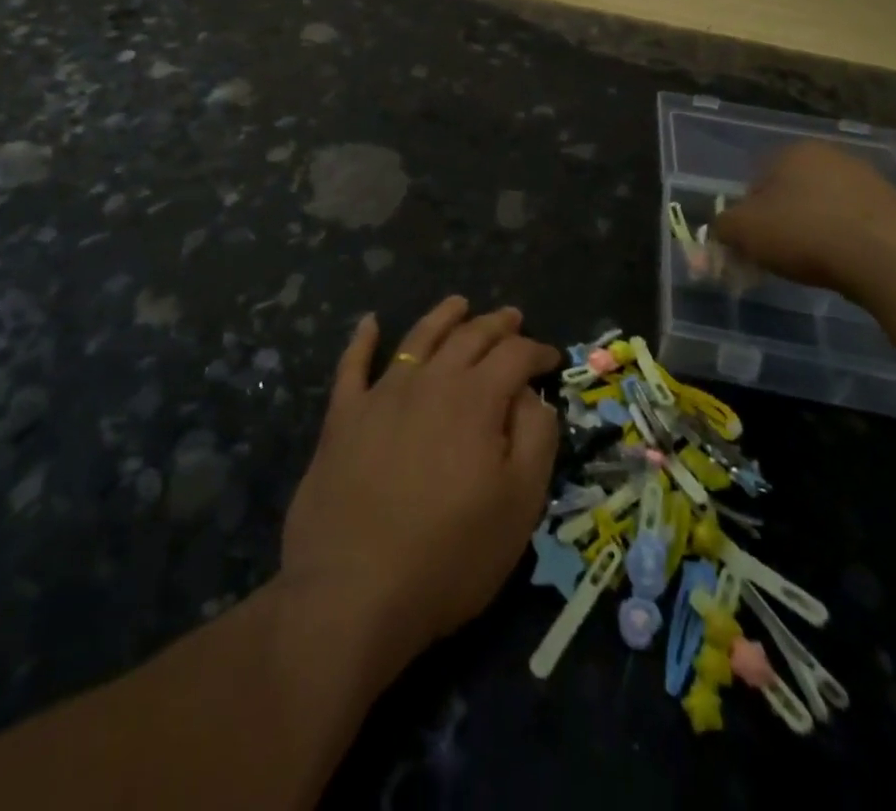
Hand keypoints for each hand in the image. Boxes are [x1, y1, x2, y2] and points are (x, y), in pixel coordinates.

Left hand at [280, 296, 560, 670]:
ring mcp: (382, 395)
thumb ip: (536, 439)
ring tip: (458, 303)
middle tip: (512, 317)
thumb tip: (533, 397)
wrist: (353, 591)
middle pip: (469, 337)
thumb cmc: (450, 555)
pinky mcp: (343, 418)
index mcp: (476, 399)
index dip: (537, 352)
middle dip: (496, 324)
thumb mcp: (519, 504)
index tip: (551, 358)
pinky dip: (361, 339)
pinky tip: (369, 322)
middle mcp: (431, 382)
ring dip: (442, 317)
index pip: (515, 356)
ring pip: (418, 339)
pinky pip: (352, 366)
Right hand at [712, 141, 895, 295]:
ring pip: (827, 206)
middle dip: (784, 220)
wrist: (889, 255)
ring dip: (817, 229)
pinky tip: (847, 264)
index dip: (748, 215)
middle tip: (780, 254)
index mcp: (792, 151)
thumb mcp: (743, 231)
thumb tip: (723, 229)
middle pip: (793, 191)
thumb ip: (723, 226)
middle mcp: (831, 155)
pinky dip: (847, 240)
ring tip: (816, 264)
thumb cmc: (804, 233)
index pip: (756, 180)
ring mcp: (869, 178)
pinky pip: (858, 223)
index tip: (752, 244)